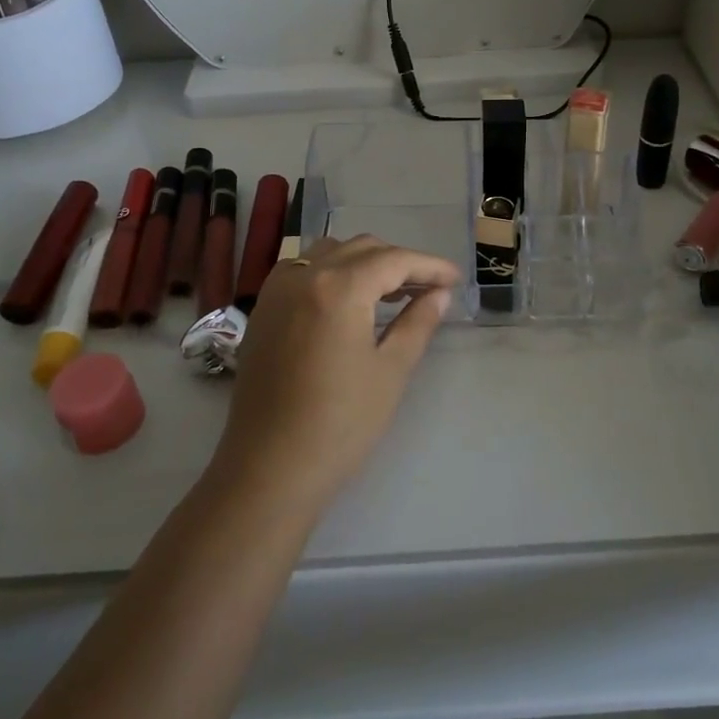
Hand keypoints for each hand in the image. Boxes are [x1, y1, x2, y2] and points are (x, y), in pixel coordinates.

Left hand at [215, 234, 461, 512]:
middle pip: (361, 249)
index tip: (455, 279)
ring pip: (330, 253)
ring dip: (365, 262)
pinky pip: (303, 270)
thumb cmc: (340, 424)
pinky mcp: (263, 310)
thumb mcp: (391, 371)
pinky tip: (348, 300)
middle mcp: (304, 275)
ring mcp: (277, 291)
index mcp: (338, 288)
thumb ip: (418, 322)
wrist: (270, 469)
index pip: (393, 260)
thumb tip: (439, 294)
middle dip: (399, 262)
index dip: (429, 266)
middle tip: (430, 288)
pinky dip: (332, 272)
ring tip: (392, 292)